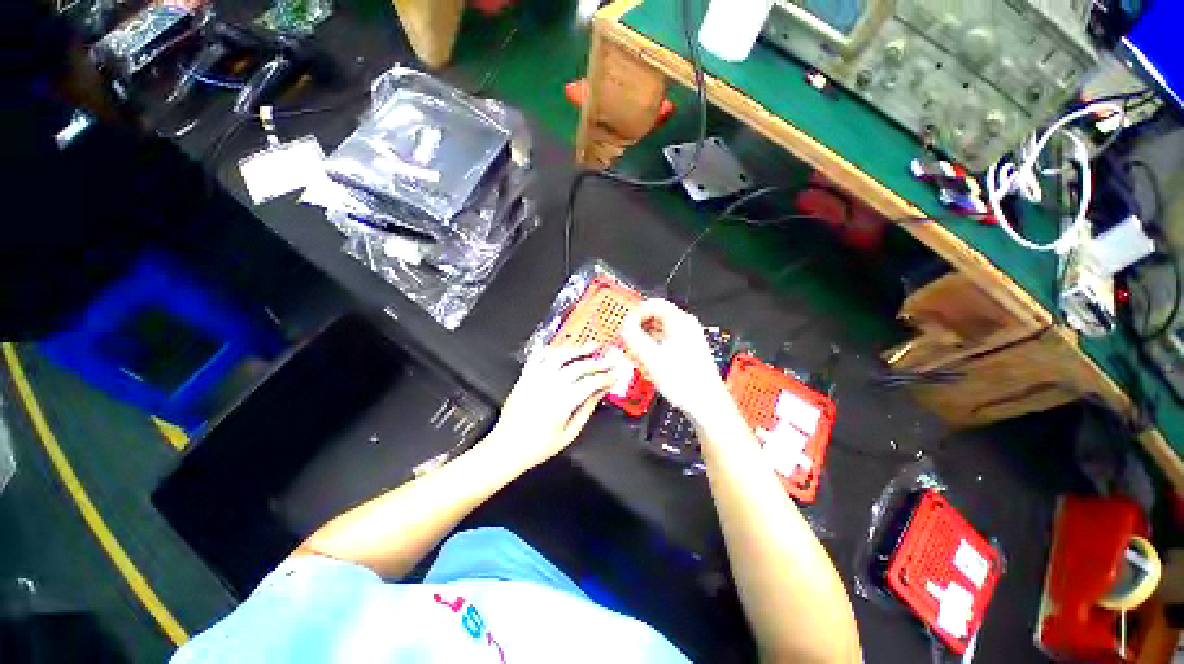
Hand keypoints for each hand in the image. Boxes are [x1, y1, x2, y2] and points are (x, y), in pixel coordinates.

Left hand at [482, 344, 614, 471]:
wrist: (506, 447)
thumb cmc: (539, 446)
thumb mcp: (569, 434)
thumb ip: (586, 410)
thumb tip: (600, 393)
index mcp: (563, 401)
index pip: (591, 382)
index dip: (605, 378)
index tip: (614, 377)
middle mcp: (550, 385)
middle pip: (579, 366)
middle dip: (597, 363)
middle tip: (608, 362)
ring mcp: (536, 378)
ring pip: (560, 355)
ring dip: (577, 349)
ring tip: (590, 346)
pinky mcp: (525, 376)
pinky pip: (539, 356)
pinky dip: (552, 350)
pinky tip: (561, 349)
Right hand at [620, 299, 731, 423]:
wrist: (706, 404)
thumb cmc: (686, 383)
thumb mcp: (652, 358)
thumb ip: (634, 338)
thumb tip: (624, 325)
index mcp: (680, 322)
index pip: (653, 304)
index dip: (635, 313)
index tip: (625, 325)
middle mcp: (686, 326)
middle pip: (655, 315)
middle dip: (638, 326)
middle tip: (627, 338)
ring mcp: (687, 337)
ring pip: (659, 327)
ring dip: (643, 336)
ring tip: (634, 350)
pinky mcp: (686, 349)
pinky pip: (664, 338)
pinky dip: (652, 344)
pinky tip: (646, 357)